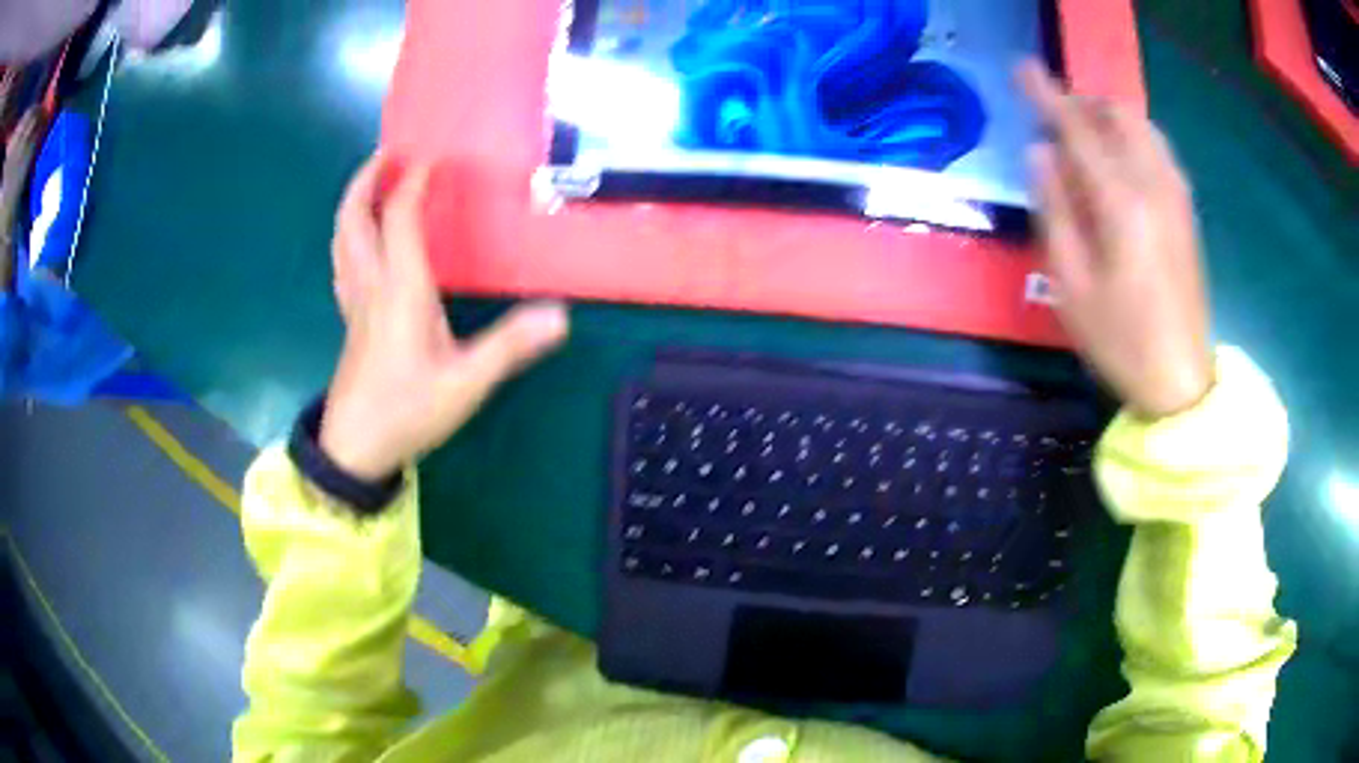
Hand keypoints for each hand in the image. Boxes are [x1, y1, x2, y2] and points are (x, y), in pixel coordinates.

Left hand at [320, 157, 569, 480]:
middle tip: (386, 155)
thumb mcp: (465, 383)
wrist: (355, 448)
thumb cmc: (406, 412)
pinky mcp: (350, 318)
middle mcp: (371, 284)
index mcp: (400, 290)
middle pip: (354, 218)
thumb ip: (509, 346)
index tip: (431, 159)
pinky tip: (361, 239)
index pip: (400, 218)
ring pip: (341, 238)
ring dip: (352, 203)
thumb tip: (560, 315)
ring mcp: (354, 301)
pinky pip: (342, 259)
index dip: (413, 184)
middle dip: (366, 180)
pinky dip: (348, 234)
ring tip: (372, 184)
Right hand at [1020, 62, 1213, 418]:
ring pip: (1142, 126)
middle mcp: (1154, 186)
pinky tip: (1120, 163)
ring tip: (1086, 139)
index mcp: (1122, 206)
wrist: (1181, 381)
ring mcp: (1176, 195)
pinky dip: (1133, 138)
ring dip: (1109, 118)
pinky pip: (1158, 149)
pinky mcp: (1186, 209)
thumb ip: (1055, 210)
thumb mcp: (1072, 286)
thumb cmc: (1121, 341)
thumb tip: (1040, 153)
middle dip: (1083, 104)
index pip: (1078, 130)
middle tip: (1056, 121)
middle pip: (1118, 114)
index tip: (1023, 68)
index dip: (1047, 95)